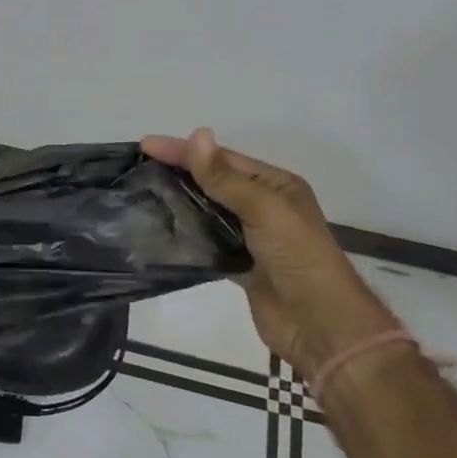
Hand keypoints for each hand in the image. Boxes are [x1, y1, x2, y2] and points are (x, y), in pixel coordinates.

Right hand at [141, 130, 389, 375]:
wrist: (318, 323)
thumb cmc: (297, 256)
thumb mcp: (263, 208)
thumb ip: (224, 177)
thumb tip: (197, 133)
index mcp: (276, 185)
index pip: (223, 159)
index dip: (184, 150)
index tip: (146, 145)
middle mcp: (264, 206)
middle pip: (214, 181)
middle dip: (179, 172)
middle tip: (138, 167)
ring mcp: (251, 237)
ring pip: (208, 210)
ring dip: (179, 201)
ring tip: (142, 193)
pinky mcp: (239, 264)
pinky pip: (207, 241)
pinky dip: (186, 234)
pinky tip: (160, 229)